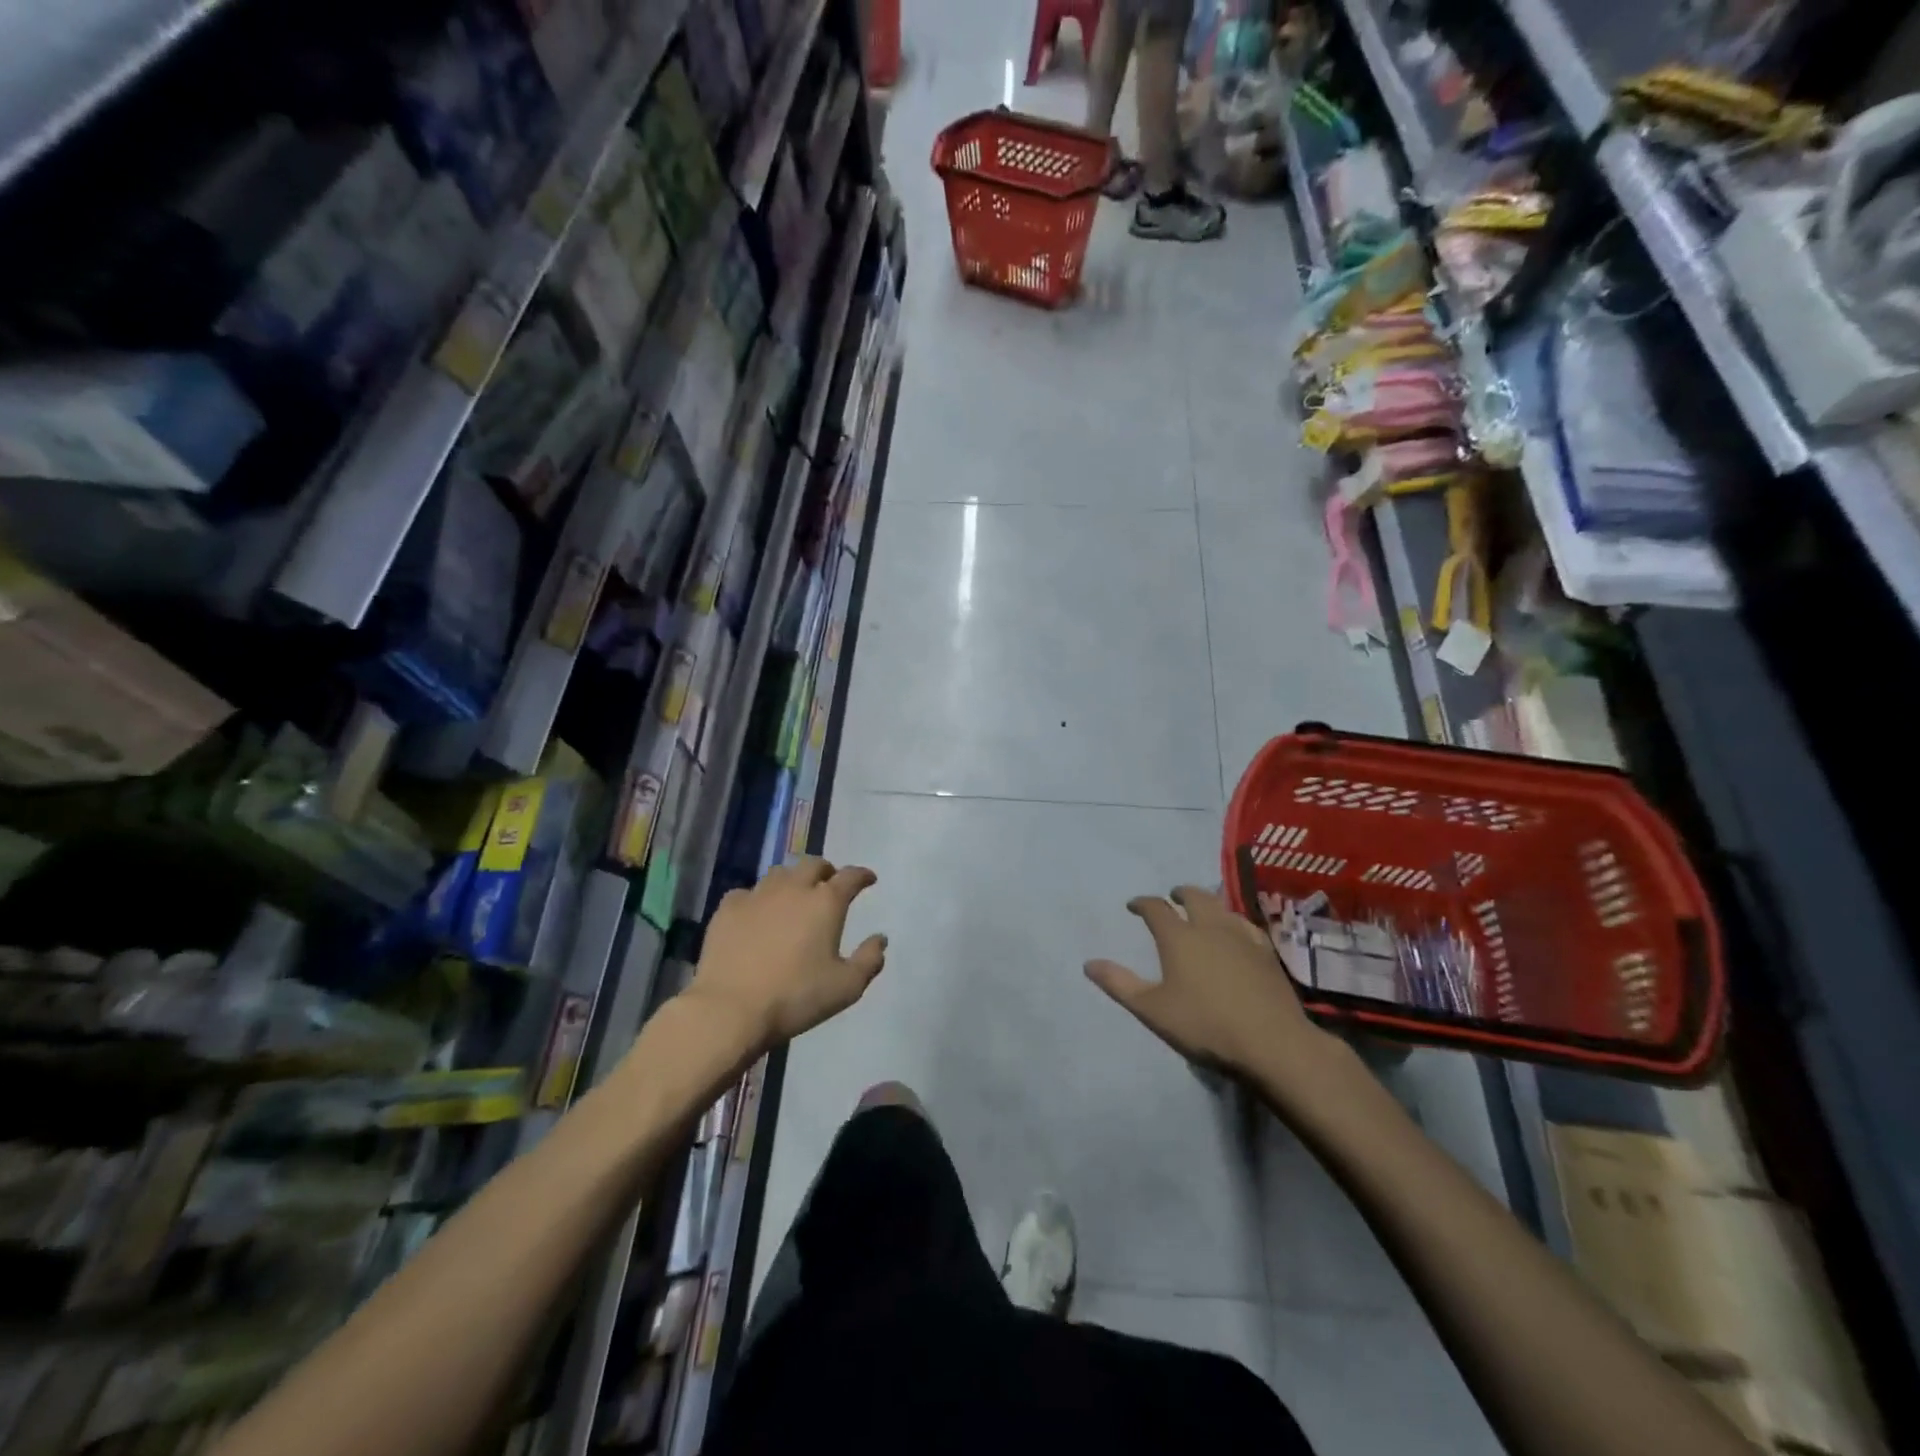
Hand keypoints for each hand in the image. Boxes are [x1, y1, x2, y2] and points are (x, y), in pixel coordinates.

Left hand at [683, 857, 887, 1054]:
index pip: (850, 877)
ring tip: (793, 896)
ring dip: (792, 880)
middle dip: (826, 871)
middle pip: (813, 864)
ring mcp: (757, 895)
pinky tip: (756, 914)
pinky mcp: (728, 908)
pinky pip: (747, 893)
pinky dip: (758, 899)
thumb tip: (880, 938)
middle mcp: (793, 888)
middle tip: (829, 884)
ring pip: (780, 874)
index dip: (862, 875)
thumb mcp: (846, 988)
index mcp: (826, 902)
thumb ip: (869, 960)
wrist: (730, 1009)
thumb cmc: (796, 997)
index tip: (868, 879)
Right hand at [1085, 886, 1348, 1091]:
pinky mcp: (1266, 952)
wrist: (1272, 1043)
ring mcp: (1242, 937)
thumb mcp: (1152, 1010)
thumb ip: (1119, 984)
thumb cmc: (1205, 1026)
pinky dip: (1232, 921)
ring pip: (1221, 907)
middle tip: (1172, 898)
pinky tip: (1235, 933)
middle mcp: (1210, 927)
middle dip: (1179, 893)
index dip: (1142, 903)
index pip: (1156, 908)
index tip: (1133, 906)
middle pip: (1194, 896)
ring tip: (1201, 912)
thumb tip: (1089, 963)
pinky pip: (1245, 924)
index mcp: (1179, 938)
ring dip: (1207, 903)